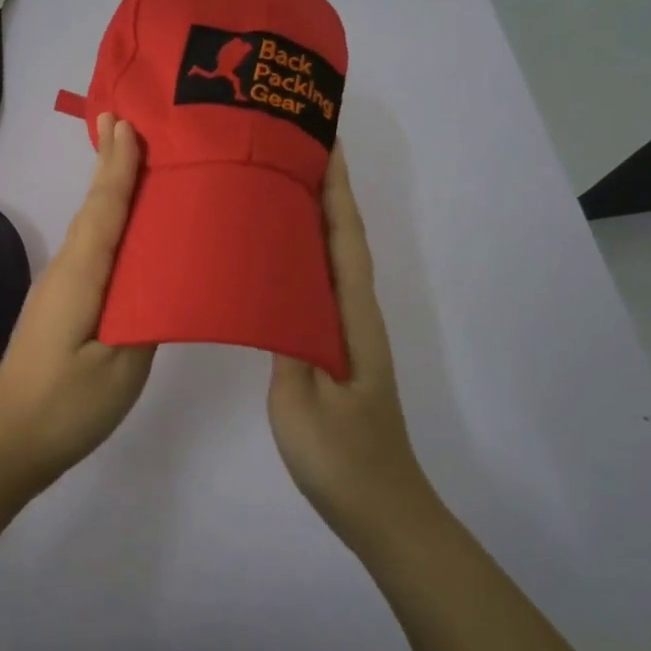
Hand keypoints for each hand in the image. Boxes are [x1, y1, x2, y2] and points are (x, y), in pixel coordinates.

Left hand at [0, 113, 154, 488]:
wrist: (7, 444)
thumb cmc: (65, 406)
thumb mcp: (119, 367)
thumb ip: (146, 317)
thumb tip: (163, 279)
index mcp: (80, 277)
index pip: (104, 209)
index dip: (117, 165)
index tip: (124, 119)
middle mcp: (65, 272)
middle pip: (94, 210)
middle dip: (112, 166)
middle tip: (133, 124)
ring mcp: (60, 290)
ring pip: (92, 231)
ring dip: (111, 194)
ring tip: (138, 164)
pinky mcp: (62, 308)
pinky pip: (92, 254)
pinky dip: (110, 228)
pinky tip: (128, 234)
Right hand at [268, 147, 440, 551]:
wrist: (380, 510)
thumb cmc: (342, 457)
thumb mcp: (303, 400)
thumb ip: (288, 340)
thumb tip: (270, 286)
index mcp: (352, 317)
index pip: (344, 237)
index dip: (335, 188)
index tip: (320, 140)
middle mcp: (354, 314)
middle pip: (342, 238)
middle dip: (324, 189)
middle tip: (287, 149)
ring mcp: (346, 333)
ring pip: (330, 261)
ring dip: (312, 218)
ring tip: (274, 186)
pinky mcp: (333, 349)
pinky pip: (316, 287)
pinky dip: (302, 257)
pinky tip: (273, 257)